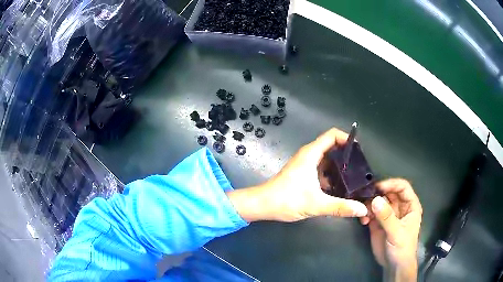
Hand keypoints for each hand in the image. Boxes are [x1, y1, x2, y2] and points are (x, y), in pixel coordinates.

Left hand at [227, 127, 367, 222]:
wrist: (262, 205)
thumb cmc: (286, 200)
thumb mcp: (316, 204)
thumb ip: (340, 207)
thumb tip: (362, 209)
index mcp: (311, 154)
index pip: (332, 135)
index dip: (347, 138)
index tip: (359, 151)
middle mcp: (308, 156)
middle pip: (332, 148)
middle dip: (347, 156)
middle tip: (360, 169)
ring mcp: (305, 165)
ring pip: (327, 161)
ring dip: (340, 168)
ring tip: (355, 179)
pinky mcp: (303, 175)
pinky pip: (322, 171)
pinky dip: (331, 177)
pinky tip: (340, 189)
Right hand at [361, 179, 421, 280]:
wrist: (393, 266)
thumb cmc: (402, 248)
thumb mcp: (396, 232)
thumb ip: (387, 217)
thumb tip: (375, 200)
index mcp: (410, 205)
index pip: (402, 187)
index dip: (391, 184)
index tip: (377, 187)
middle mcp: (399, 207)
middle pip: (388, 192)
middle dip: (377, 194)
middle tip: (365, 198)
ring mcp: (388, 215)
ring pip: (378, 201)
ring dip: (369, 204)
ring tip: (364, 213)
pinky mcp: (378, 222)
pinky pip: (371, 212)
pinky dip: (366, 213)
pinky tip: (363, 221)